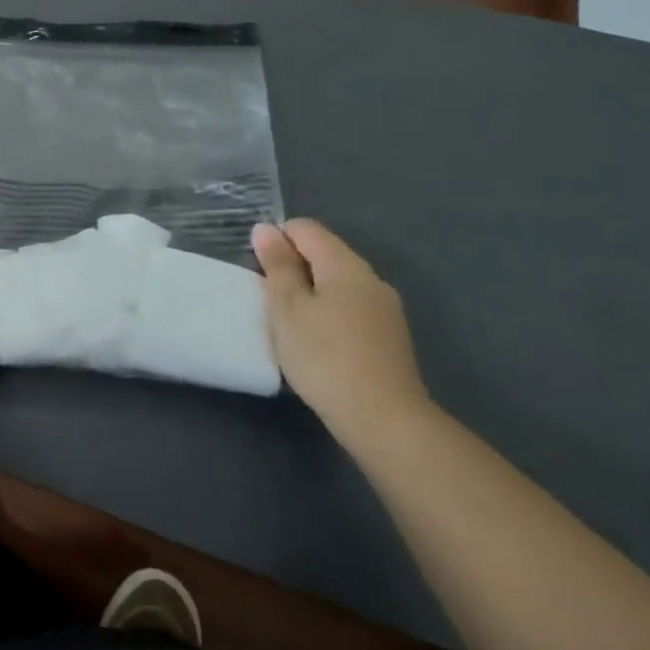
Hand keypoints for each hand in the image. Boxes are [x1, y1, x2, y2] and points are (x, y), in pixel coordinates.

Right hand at [253, 218, 431, 448]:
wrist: (385, 421)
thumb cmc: (325, 357)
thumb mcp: (288, 308)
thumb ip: (277, 266)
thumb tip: (266, 229)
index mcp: (345, 265)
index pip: (306, 229)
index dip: (276, 240)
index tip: (259, 272)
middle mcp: (371, 279)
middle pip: (324, 253)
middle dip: (293, 267)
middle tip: (269, 301)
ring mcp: (385, 309)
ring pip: (337, 283)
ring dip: (310, 293)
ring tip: (290, 324)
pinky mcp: (389, 337)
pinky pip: (351, 308)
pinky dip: (328, 313)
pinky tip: (317, 343)